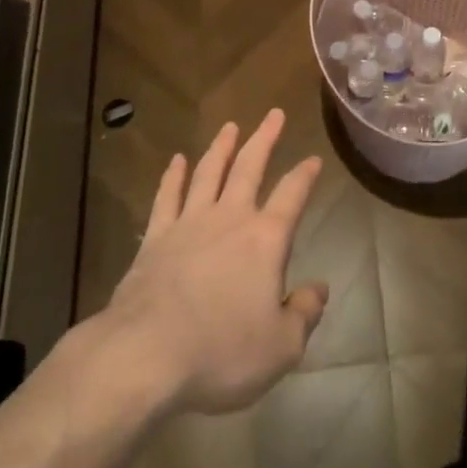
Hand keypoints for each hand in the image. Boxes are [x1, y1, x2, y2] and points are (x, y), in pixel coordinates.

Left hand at [100, 109, 327, 415]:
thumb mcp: (281, 346)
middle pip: (249, 167)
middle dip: (264, 138)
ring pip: (208, 172)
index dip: (305, 175)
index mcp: (266, 239)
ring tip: (230, 126)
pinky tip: (176, 161)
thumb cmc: (221, 351)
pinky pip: (167, 197)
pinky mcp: (156, 238)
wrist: (146, 354)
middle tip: (273, 114)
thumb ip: (304, 314)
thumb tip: (320, 289)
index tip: (313, 158)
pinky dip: (172, 176)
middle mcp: (230, 218)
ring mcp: (189, 223)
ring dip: (221, 147)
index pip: (292, 195)